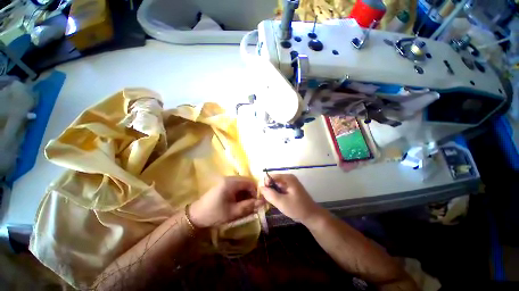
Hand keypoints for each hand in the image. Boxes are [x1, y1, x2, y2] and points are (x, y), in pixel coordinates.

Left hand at [189, 176, 265, 227]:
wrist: (196, 216)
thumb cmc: (215, 214)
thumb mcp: (233, 212)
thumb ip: (249, 206)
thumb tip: (263, 202)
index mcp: (231, 183)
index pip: (250, 182)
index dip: (256, 192)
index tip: (257, 203)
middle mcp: (230, 178)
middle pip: (246, 182)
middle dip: (251, 193)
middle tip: (252, 205)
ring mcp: (226, 181)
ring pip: (242, 185)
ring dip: (246, 194)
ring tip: (245, 205)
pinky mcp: (224, 184)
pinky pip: (237, 186)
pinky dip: (240, 194)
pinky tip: (238, 203)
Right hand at [260, 174, 323, 223]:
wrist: (312, 216)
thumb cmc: (297, 208)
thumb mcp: (281, 202)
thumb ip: (270, 194)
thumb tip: (260, 187)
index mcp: (287, 178)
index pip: (271, 176)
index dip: (265, 184)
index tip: (264, 195)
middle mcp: (288, 178)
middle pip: (273, 181)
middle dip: (269, 189)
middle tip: (267, 200)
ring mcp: (290, 183)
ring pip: (276, 186)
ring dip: (272, 193)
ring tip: (272, 202)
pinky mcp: (290, 189)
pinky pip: (280, 189)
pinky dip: (277, 195)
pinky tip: (277, 202)